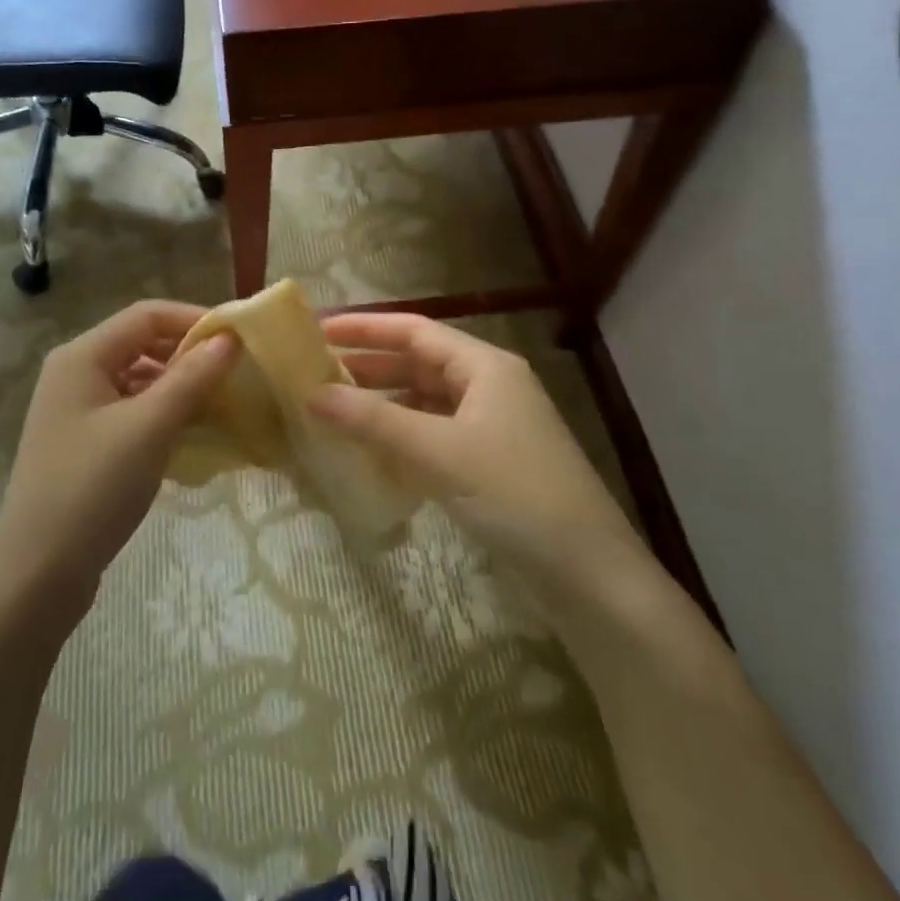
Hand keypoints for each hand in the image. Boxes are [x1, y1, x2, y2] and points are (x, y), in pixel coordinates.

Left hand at [0, 301, 237, 619]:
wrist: (37, 574)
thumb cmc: (92, 489)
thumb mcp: (148, 428)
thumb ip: (191, 379)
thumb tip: (230, 338)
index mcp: (82, 356)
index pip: (146, 315)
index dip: (195, 319)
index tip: (240, 338)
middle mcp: (76, 374)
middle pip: (142, 345)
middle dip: (190, 354)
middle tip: (238, 373)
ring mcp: (78, 411)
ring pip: (139, 381)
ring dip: (181, 387)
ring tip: (225, 404)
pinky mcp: (86, 444)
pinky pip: (133, 412)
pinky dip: (165, 415)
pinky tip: (195, 435)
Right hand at [309, 313, 650, 591]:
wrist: (588, 574)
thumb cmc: (515, 494)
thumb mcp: (439, 452)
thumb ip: (373, 421)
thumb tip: (311, 394)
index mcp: (485, 367)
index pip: (414, 330)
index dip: (365, 327)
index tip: (317, 331)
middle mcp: (489, 387)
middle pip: (418, 363)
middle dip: (368, 366)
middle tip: (314, 373)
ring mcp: (491, 426)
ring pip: (424, 402)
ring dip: (382, 404)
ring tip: (332, 410)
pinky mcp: (489, 462)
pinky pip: (434, 435)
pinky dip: (400, 437)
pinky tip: (370, 450)